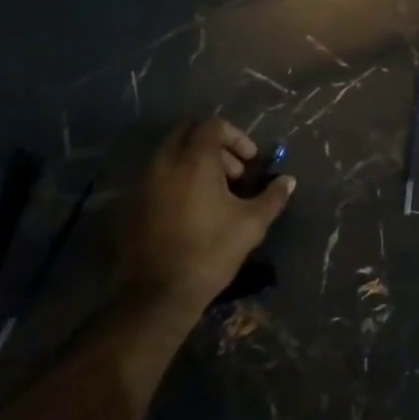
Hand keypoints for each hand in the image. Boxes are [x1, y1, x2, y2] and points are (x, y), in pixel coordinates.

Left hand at [110, 118, 294, 323]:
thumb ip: (272, 197)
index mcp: (194, 160)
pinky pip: (156, 176)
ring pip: (169, 154)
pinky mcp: (131, 203)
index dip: (236, 137)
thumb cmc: (210, 251)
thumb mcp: (251, 224)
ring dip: (193, 162)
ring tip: (213, 193)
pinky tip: (190, 210)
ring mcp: (143, 182)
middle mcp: (164, 162)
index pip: (213, 125)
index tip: (250, 162)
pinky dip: (175, 180)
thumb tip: (288, 180)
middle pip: (187, 132)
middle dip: (213, 145)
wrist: (158, 294)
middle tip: (232, 172)